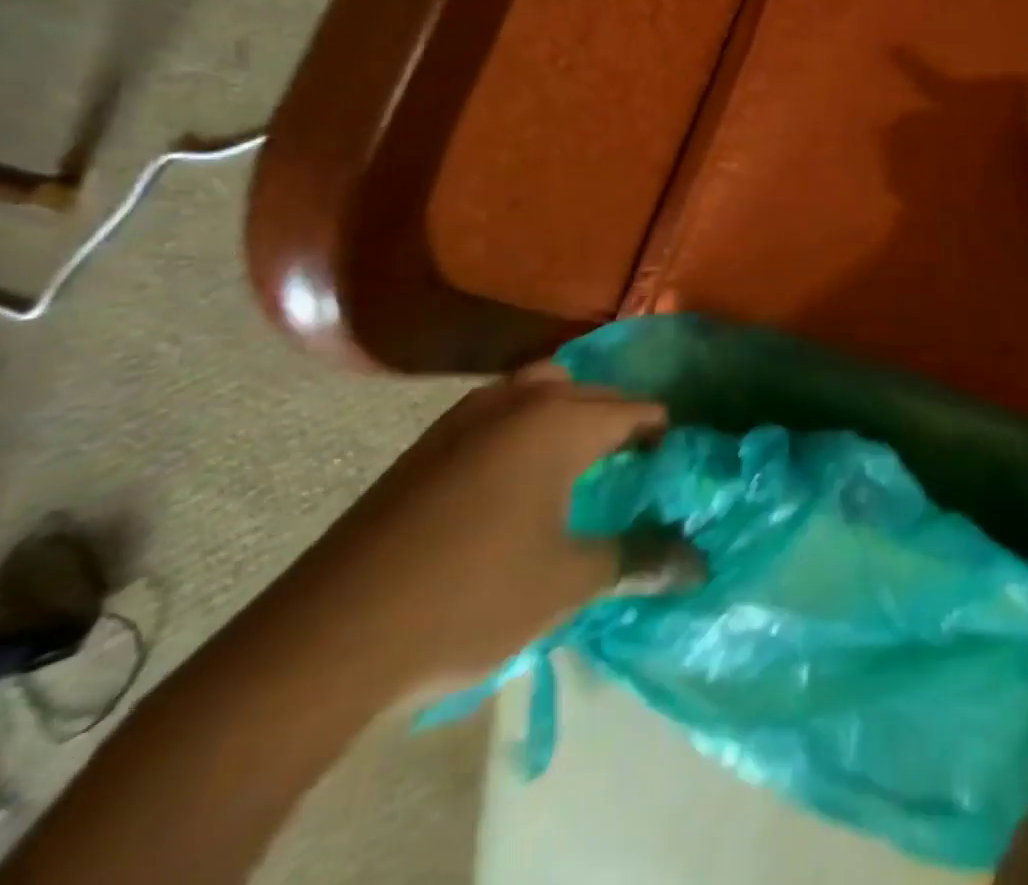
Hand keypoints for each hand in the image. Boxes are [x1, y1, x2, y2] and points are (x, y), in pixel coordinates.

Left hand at [275, 366, 668, 695]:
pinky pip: (498, 411)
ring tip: (582, 458)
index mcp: (559, 423)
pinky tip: (519, 475)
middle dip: (620, 416)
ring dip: (569, 411)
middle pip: (589, 391)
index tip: (678, 459)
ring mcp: (465, 418)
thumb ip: (637, 559)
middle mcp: (517, 403)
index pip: (634, 410)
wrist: (329, 639)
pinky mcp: (427, 444)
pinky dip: (526, 423)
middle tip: (638, 459)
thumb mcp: (567, 583)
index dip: (663, 431)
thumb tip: (698, 564)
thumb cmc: (470, 599)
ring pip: (537, 389)